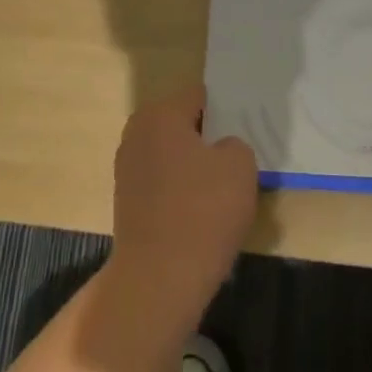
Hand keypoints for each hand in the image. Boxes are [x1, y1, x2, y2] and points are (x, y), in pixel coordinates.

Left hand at [107, 85, 259, 323]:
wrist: (160, 276)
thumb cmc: (204, 209)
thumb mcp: (240, 165)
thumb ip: (234, 144)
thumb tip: (220, 150)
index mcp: (161, 115)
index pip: (198, 95)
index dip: (224, 107)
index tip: (245, 124)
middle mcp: (137, 133)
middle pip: (180, 123)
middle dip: (207, 135)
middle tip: (237, 154)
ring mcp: (127, 169)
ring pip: (171, 153)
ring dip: (193, 164)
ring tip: (222, 186)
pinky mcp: (126, 201)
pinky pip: (162, 181)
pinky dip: (180, 189)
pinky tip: (201, 209)